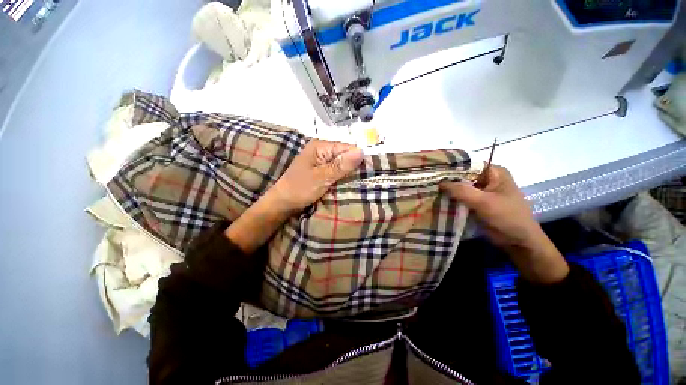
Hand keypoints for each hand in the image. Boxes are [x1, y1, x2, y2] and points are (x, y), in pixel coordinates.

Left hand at [225, 140, 361, 253]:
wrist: (283, 202)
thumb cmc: (300, 189)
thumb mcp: (322, 177)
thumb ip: (341, 165)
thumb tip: (361, 152)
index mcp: (320, 147)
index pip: (347, 148)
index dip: (358, 159)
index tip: (369, 172)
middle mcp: (321, 150)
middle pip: (345, 155)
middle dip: (354, 166)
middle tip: (365, 179)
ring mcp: (321, 160)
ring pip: (341, 164)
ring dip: (348, 173)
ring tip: (359, 182)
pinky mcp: (321, 170)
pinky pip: (336, 170)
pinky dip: (342, 177)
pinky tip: (348, 183)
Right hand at [440, 166, 568, 283]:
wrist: (518, 242)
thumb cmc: (507, 217)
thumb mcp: (485, 202)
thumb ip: (462, 191)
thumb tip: (439, 182)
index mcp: (494, 172)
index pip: (467, 165)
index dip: (450, 169)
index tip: (433, 173)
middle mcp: (487, 179)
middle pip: (462, 176)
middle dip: (447, 181)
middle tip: (428, 183)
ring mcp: (481, 191)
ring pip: (460, 188)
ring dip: (448, 191)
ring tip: (429, 191)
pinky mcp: (476, 203)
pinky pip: (461, 198)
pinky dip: (451, 199)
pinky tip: (437, 200)